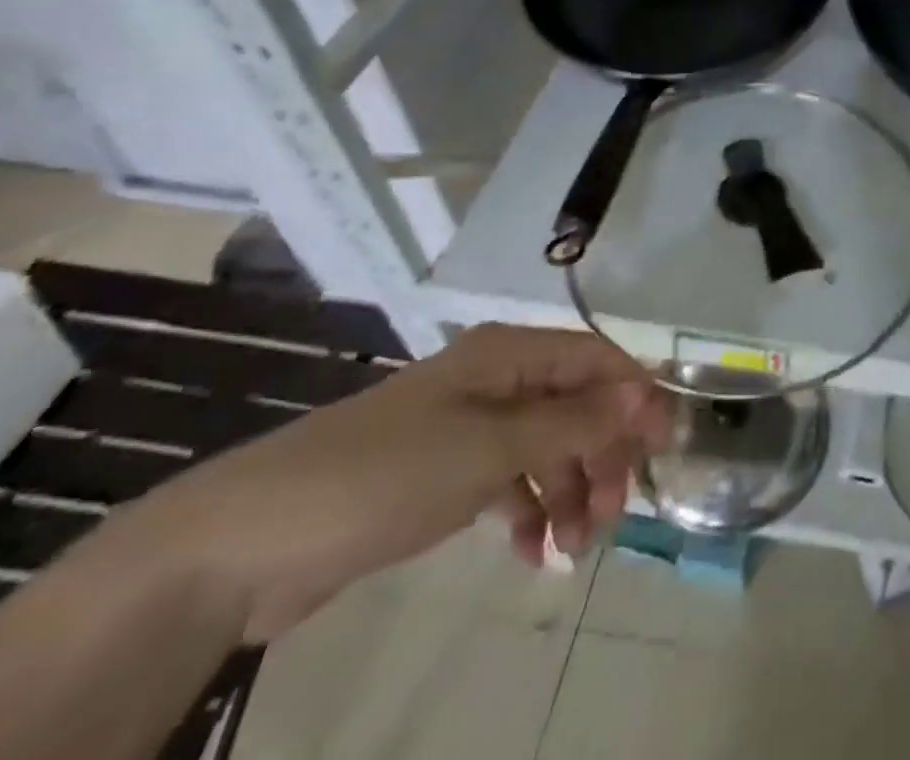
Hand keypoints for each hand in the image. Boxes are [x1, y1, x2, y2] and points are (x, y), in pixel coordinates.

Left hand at [112, 325, 672, 642]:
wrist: (245, 545)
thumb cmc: (383, 475)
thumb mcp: (488, 447)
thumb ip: (571, 421)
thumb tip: (642, 394)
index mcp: (507, 355)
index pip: (595, 359)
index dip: (635, 394)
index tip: (664, 446)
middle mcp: (495, 381)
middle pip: (576, 404)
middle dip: (602, 454)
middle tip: (614, 514)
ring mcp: (467, 429)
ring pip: (547, 447)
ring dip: (569, 491)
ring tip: (572, 548)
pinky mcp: (442, 476)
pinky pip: (509, 482)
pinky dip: (528, 512)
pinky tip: (532, 554)